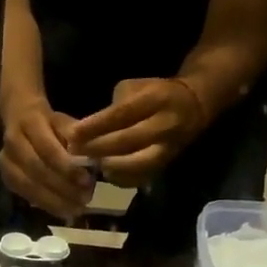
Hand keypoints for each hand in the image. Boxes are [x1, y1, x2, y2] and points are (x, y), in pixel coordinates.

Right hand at [0, 98, 93, 220]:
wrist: (20, 119)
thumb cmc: (49, 123)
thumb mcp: (65, 122)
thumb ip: (75, 139)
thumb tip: (88, 159)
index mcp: (29, 122)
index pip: (47, 148)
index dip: (66, 167)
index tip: (86, 181)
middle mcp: (12, 142)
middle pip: (37, 170)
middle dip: (62, 187)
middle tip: (84, 199)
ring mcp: (6, 162)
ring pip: (29, 186)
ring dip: (54, 201)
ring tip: (76, 209)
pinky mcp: (6, 178)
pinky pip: (26, 195)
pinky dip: (46, 205)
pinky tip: (63, 211)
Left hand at [70, 78, 207, 187]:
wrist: (193, 108)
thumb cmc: (154, 94)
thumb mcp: (135, 88)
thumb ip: (113, 107)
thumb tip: (85, 129)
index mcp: (157, 98)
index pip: (122, 114)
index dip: (96, 126)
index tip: (73, 134)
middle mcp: (165, 124)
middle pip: (128, 141)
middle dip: (98, 148)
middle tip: (74, 152)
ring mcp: (169, 148)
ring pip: (136, 163)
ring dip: (109, 166)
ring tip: (89, 164)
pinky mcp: (166, 165)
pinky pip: (141, 177)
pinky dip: (120, 178)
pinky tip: (104, 173)